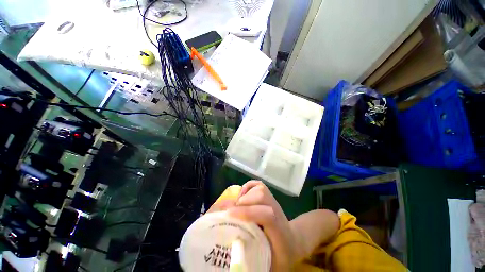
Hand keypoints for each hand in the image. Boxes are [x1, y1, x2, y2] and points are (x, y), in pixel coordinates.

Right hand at [227, 181, 302, 271]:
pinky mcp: (268, 196)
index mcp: (280, 231)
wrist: (293, 241)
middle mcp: (277, 211)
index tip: (229, 215)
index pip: (267, 214)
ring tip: (234, 207)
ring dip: (244, 195)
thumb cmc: (281, 256)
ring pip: (259, 188)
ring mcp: (273, 201)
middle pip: (261, 196)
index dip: (248, 212)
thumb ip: (253, 261)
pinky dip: (247, 187)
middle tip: (229, 213)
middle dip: (243, 202)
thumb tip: (232, 252)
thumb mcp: (270, 266)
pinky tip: (241, 195)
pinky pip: (257, 185)